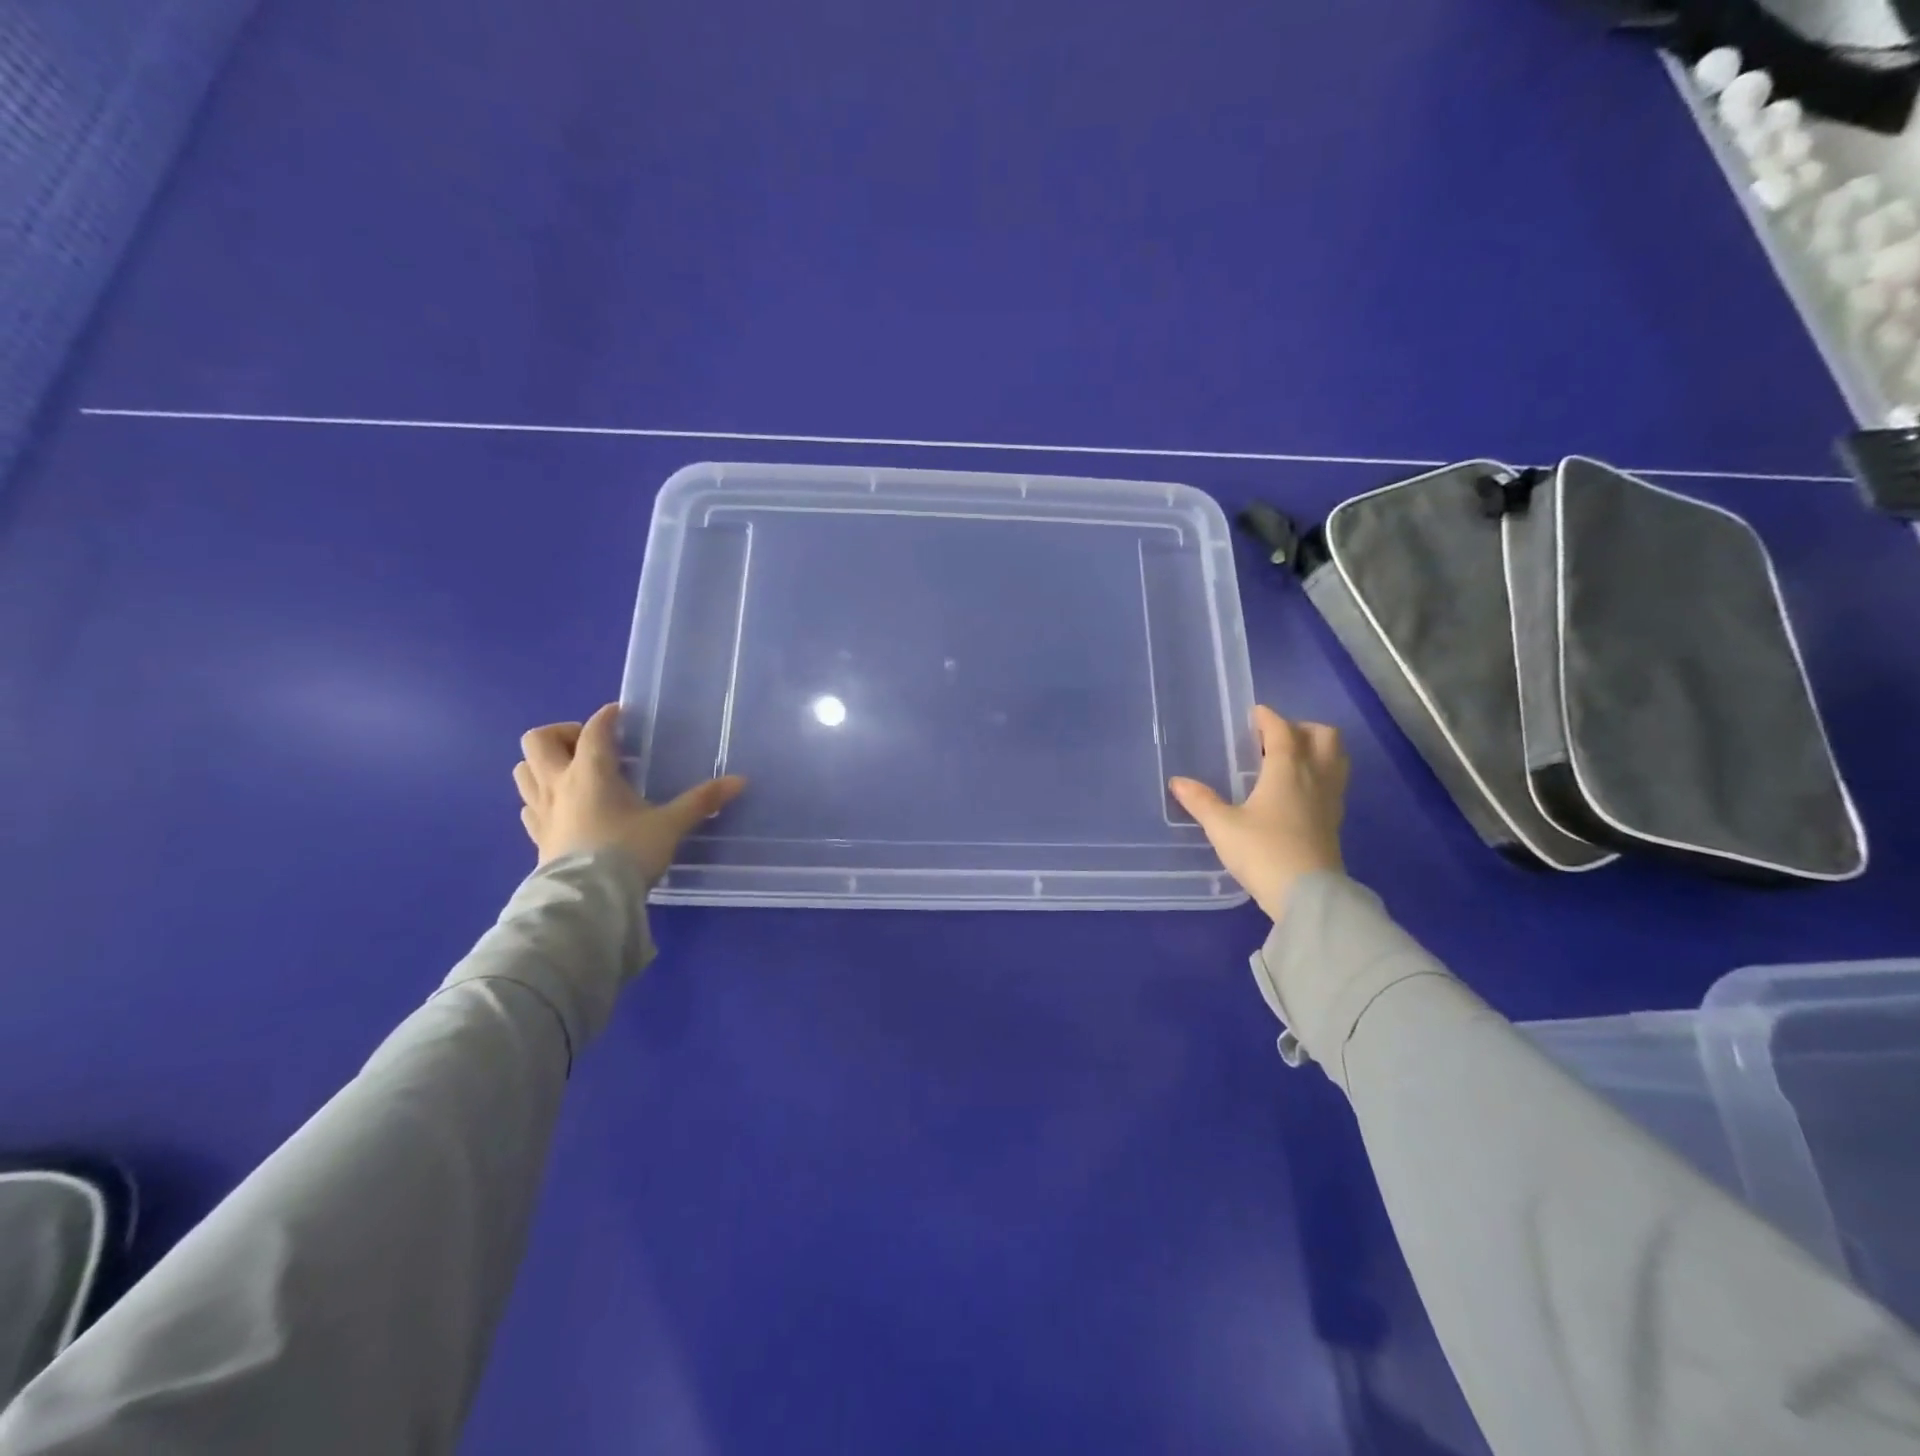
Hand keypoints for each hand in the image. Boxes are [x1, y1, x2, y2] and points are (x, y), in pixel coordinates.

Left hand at [513, 704, 746, 880]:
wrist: (588, 900)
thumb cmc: (628, 851)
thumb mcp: (670, 825)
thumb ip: (701, 801)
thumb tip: (740, 781)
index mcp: (591, 771)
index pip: (593, 729)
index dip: (607, 716)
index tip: (621, 715)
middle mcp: (559, 783)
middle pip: (538, 740)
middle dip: (562, 734)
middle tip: (589, 746)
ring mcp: (541, 810)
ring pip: (523, 770)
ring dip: (543, 764)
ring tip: (571, 773)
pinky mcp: (536, 836)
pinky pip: (528, 806)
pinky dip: (540, 798)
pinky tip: (562, 808)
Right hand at [1170, 706, 1349, 920]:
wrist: (1308, 896)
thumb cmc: (1263, 852)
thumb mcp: (1223, 826)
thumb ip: (1201, 801)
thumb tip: (1177, 782)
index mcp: (1287, 770)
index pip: (1283, 730)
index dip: (1268, 718)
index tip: (1254, 714)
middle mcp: (1315, 777)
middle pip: (1324, 736)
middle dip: (1302, 728)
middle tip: (1275, 738)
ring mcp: (1330, 799)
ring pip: (1336, 758)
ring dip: (1317, 749)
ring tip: (1290, 760)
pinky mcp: (1335, 821)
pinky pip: (1334, 782)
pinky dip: (1320, 774)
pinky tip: (1298, 791)